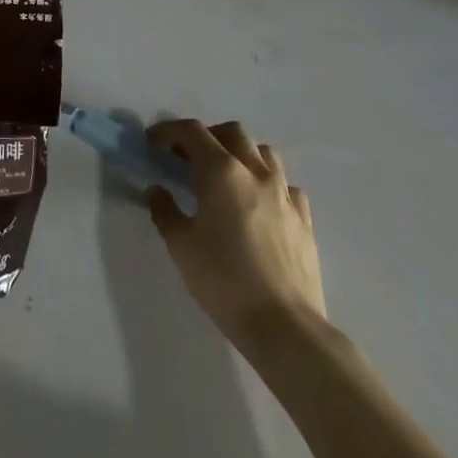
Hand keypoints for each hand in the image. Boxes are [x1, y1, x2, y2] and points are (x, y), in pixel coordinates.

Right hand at [147, 120, 326, 358]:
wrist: (286, 327)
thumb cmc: (225, 281)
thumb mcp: (181, 246)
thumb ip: (164, 210)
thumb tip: (158, 190)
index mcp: (221, 171)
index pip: (192, 131)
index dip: (168, 131)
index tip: (152, 143)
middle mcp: (255, 172)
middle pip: (231, 132)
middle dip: (206, 137)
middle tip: (188, 159)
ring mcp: (285, 194)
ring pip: (263, 153)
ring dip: (240, 154)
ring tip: (225, 177)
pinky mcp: (304, 219)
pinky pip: (285, 185)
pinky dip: (268, 184)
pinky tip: (259, 205)